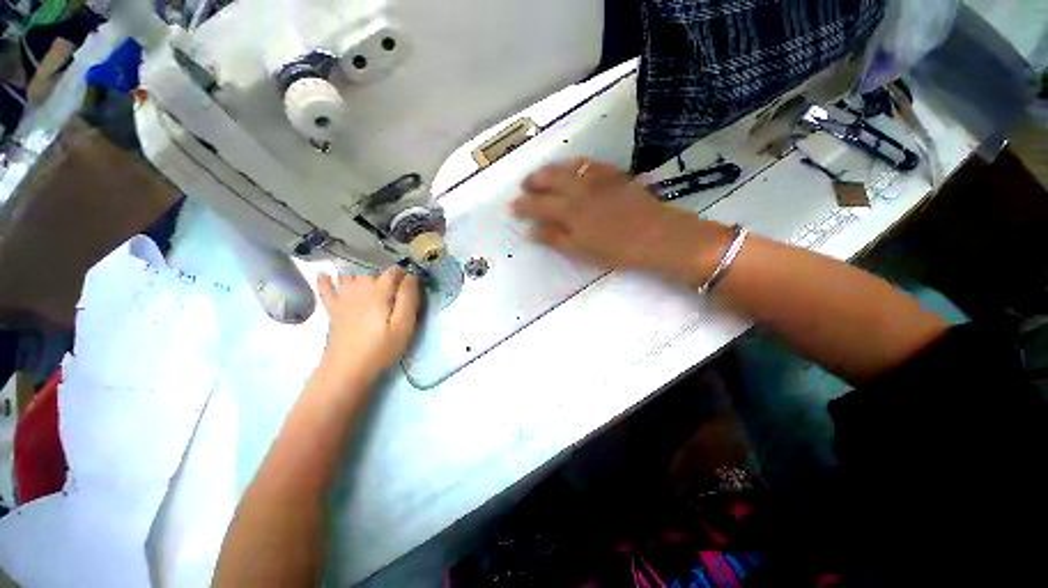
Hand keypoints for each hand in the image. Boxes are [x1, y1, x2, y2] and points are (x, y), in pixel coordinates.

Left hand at [316, 269, 420, 386]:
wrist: (347, 370)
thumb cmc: (381, 348)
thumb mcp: (404, 325)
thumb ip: (409, 298)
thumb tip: (412, 275)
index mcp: (379, 291)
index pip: (393, 271)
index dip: (404, 269)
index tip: (413, 271)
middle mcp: (359, 289)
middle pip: (369, 267)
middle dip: (381, 263)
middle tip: (391, 266)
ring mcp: (343, 298)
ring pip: (348, 272)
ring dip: (356, 264)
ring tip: (365, 258)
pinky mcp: (333, 309)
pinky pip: (326, 288)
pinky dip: (325, 279)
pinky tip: (325, 273)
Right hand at [512, 159, 733, 285]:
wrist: (657, 236)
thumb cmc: (616, 249)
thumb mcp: (581, 249)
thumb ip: (554, 237)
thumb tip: (529, 231)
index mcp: (569, 210)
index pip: (537, 204)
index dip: (522, 204)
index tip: (511, 205)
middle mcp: (579, 189)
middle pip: (549, 179)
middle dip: (533, 181)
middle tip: (524, 185)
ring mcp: (597, 179)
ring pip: (567, 167)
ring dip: (551, 169)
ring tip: (542, 174)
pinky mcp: (614, 175)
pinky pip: (590, 163)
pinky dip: (576, 163)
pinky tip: (573, 165)